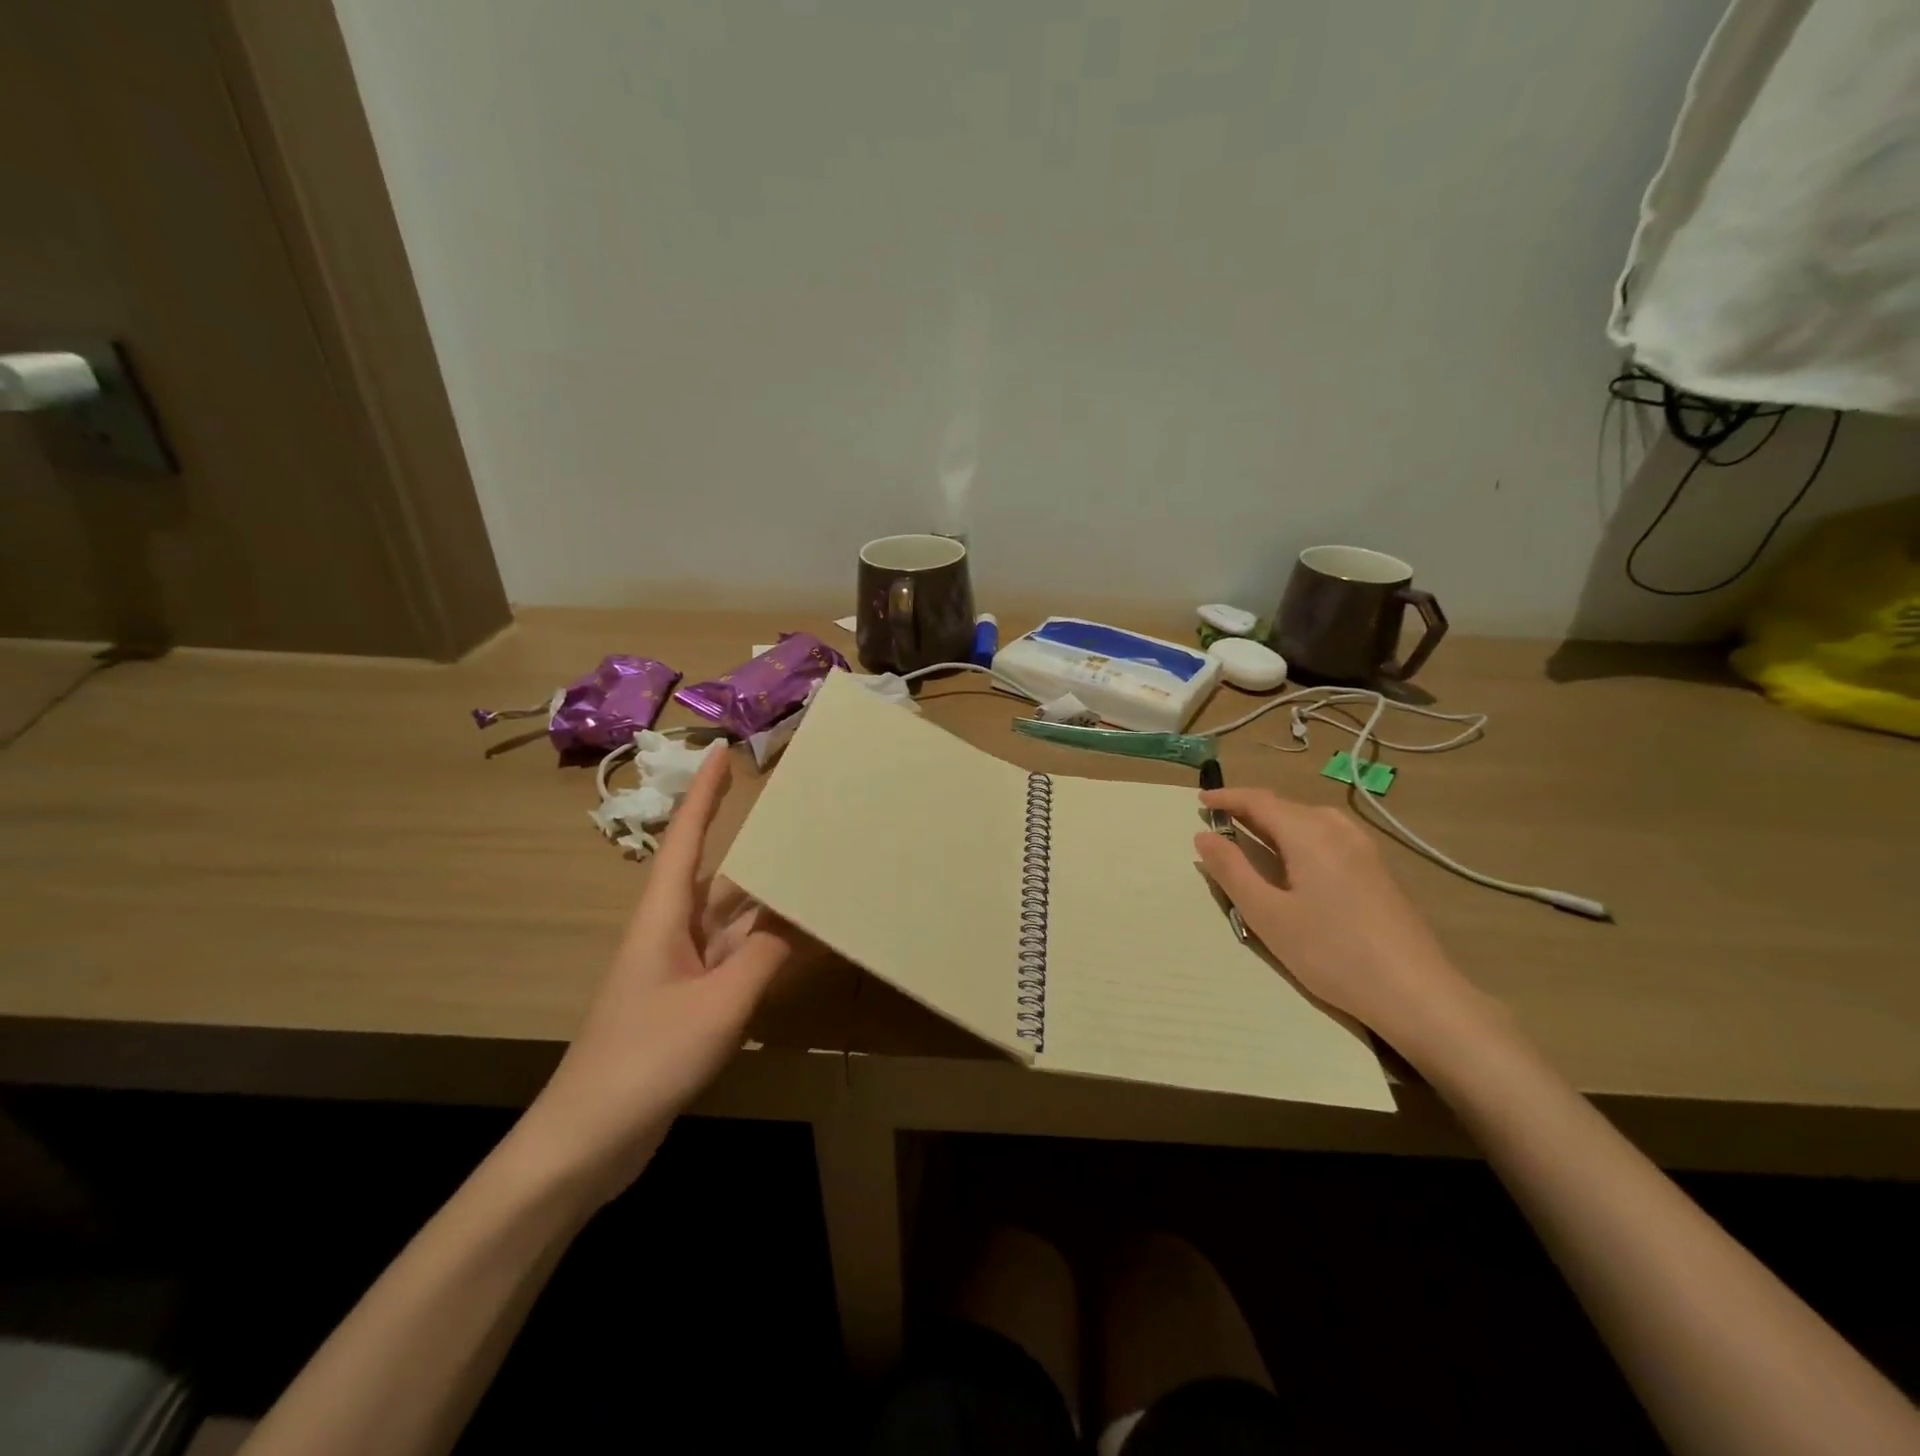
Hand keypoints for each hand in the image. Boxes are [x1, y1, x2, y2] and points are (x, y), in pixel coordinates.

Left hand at [516, 748, 793, 1204]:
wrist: (589, 1139)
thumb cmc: (646, 1058)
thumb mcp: (718, 1004)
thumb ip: (765, 956)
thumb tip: (802, 917)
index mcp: (665, 916)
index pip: (685, 837)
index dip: (704, 793)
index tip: (723, 751)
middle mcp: (672, 931)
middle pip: (719, 875)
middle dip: (756, 845)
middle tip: (803, 818)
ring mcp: (681, 968)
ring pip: (733, 919)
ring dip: (769, 901)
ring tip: (816, 874)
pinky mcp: (690, 1001)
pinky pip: (736, 957)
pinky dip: (767, 945)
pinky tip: (800, 943)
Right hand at [1193, 788, 1494, 1059]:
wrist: (1415, 993)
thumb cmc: (1331, 952)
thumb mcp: (1268, 915)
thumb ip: (1232, 871)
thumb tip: (1204, 836)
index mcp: (1309, 834)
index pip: (1259, 801)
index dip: (1227, 797)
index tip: (1200, 802)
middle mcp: (1338, 830)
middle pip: (1286, 806)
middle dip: (1249, 809)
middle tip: (1220, 822)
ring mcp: (1364, 849)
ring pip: (1310, 819)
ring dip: (1276, 821)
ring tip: (1252, 837)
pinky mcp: (1378, 870)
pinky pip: (1328, 835)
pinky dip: (1299, 835)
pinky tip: (1296, 861)